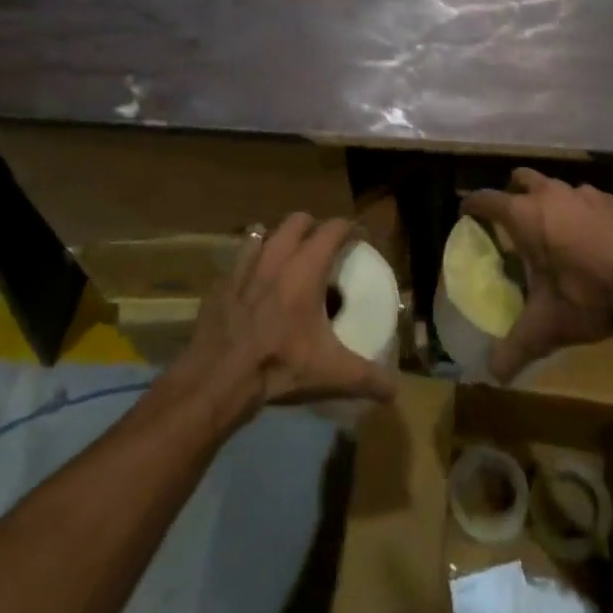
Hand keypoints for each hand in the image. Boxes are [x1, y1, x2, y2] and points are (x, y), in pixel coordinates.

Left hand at [166, 213, 399, 428]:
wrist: (217, 380)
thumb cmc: (278, 366)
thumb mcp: (330, 374)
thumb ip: (367, 378)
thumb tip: (395, 391)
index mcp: (305, 269)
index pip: (333, 229)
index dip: (349, 228)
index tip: (360, 239)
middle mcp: (275, 258)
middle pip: (297, 221)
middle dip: (313, 227)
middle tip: (324, 248)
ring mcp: (243, 268)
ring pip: (264, 234)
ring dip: (278, 239)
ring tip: (287, 259)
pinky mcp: (220, 284)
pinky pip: (238, 260)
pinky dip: (250, 264)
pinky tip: (253, 285)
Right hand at [461, 168, 612, 381]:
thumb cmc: (589, 295)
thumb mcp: (547, 326)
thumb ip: (516, 348)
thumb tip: (492, 375)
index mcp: (525, 215)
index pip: (486, 199)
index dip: (472, 205)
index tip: (466, 214)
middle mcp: (550, 194)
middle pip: (520, 178)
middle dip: (512, 193)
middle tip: (512, 221)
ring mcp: (584, 193)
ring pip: (555, 186)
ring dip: (549, 202)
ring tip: (553, 232)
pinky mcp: (612, 201)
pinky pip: (586, 199)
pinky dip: (580, 212)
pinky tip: (590, 239)